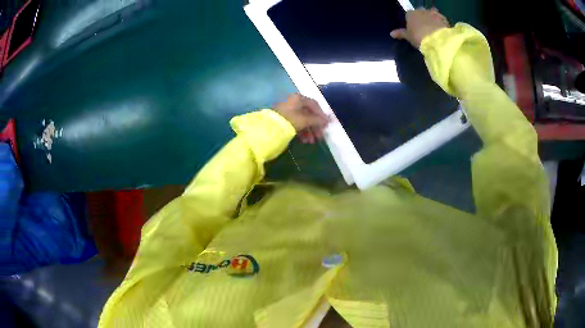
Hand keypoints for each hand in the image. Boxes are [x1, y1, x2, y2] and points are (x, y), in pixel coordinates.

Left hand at [274, 93, 329, 143]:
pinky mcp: (283, 119)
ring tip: (311, 141)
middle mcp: (294, 102)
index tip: (326, 125)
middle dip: (315, 126)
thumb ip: (317, 120)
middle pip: (309, 114)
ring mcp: (288, 110)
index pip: (315, 105)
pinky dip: (301, 131)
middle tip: (319, 137)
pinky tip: (304, 140)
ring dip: (309, 131)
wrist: (269, 127)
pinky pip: (295, 124)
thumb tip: (328, 120)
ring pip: (302, 120)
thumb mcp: (305, 120)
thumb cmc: (290, 120)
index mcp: (299, 98)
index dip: (321, 115)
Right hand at [390, 8, 449, 48]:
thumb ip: (401, 34)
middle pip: (421, 13)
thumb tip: (391, 33)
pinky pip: (441, 19)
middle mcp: (421, 10)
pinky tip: (442, 30)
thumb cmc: (419, 37)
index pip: (409, 15)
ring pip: (431, 14)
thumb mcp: (409, 37)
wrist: (437, 40)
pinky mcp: (443, 18)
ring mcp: (433, 13)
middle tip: (425, 29)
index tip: (414, 29)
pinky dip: (441, 23)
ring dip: (432, 19)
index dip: (411, 21)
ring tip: (434, 29)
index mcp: (410, 14)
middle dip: (422, 18)